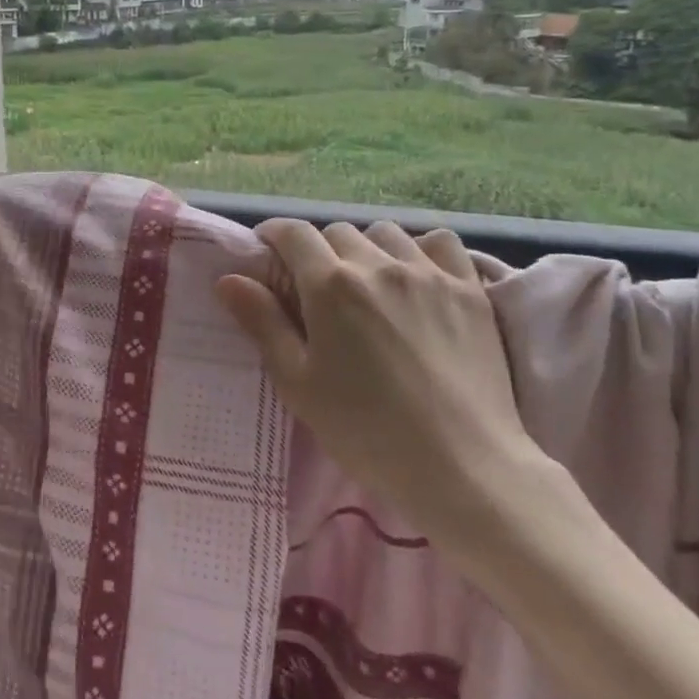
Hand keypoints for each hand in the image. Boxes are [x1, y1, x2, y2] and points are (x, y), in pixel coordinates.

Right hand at [215, 221, 552, 559]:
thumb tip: (229, 280)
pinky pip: (439, 242)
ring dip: (366, 248)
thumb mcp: (298, 383)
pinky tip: (417, 275)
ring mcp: (429, 272)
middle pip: (337, 232)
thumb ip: (263, 323)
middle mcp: (378, 264)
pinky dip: (420, 249)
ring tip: (367, 281)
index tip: (267, 251)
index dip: (274, 234)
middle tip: (317, 287)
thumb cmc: (367, 431)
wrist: (463, 467)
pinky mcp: (469, 288)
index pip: (294, 233)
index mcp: (330, 285)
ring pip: (385, 233)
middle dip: (318, 250)